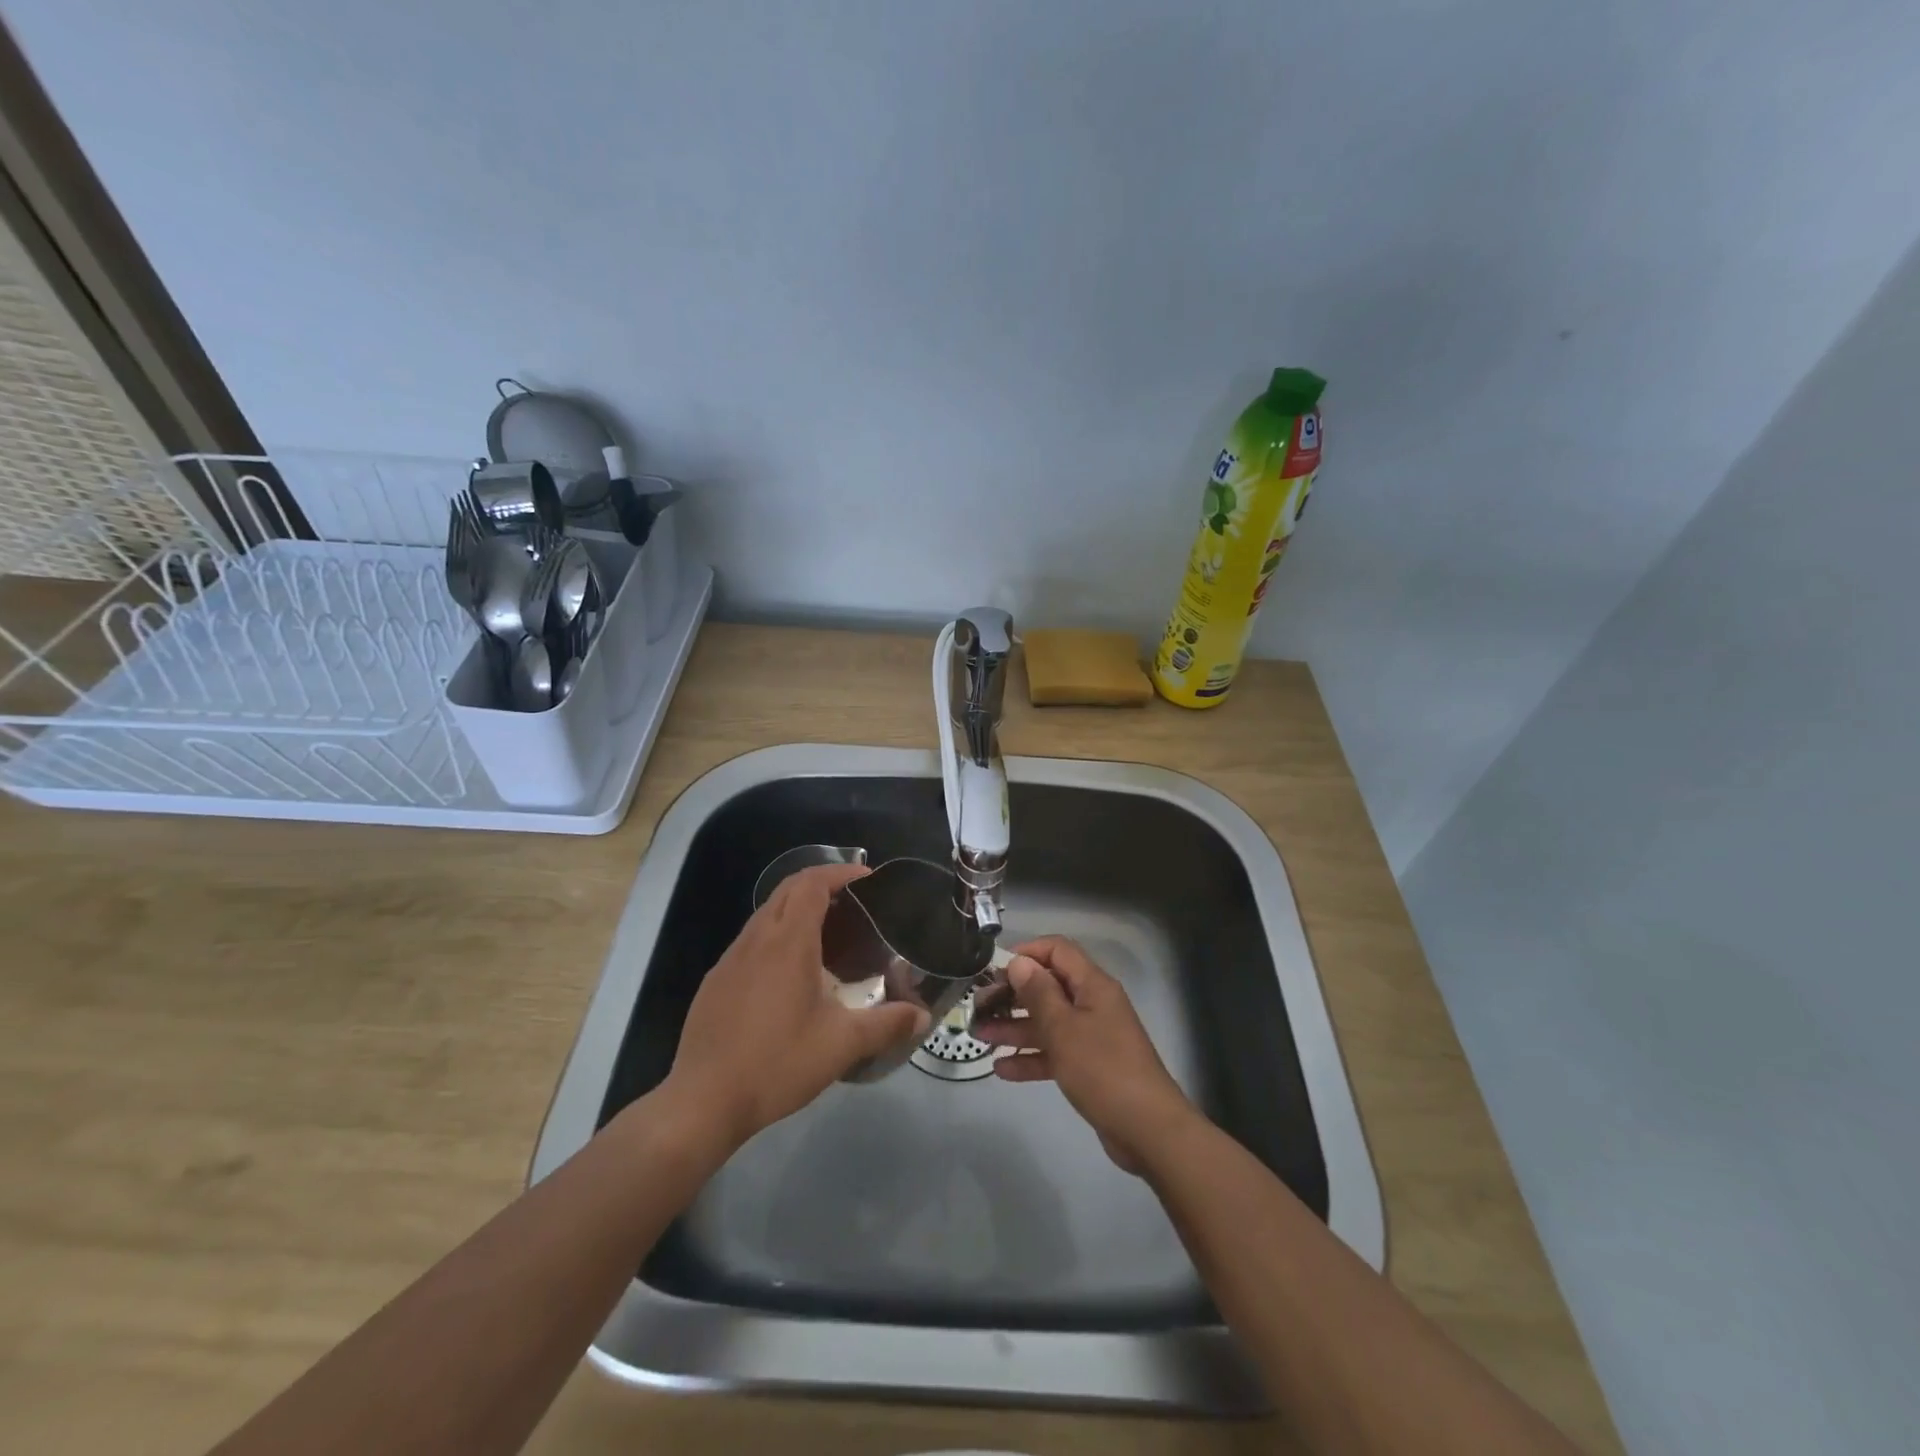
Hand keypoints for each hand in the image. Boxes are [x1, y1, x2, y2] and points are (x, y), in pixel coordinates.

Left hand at [661, 864, 930, 1149]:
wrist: (702, 1102)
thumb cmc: (776, 1064)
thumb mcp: (840, 1045)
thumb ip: (886, 1025)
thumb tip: (922, 1018)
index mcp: (788, 943)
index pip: (811, 883)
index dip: (840, 872)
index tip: (867, 878)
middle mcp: (756, 939)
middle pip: (787, 890)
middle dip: (821, 883)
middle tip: (854, 902)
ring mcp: (730, 959)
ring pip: (767, 914)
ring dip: (797, 909)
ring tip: (828, 934)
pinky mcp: (716, 981)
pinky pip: (751, 941)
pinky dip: (777, 936)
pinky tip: (790, 974)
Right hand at [972, 935, 1198, 1174]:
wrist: (1147, 1130)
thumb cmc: (1103, 1069)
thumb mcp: (1064, 1028)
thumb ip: (1038, 993)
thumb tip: (1019, 962)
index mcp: (1093, 985)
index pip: (1057, 951)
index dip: (1027, 953)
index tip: (995, 969)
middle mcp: (1093, 1004)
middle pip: (1048, 987)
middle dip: (1013, 994)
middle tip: (979, 1007)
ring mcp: (1092, 1036)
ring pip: (1047, 1022)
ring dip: (1015, 1027)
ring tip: (980, 1036)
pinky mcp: (1089, 1067)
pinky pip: (1054, 1053)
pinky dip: (1030, 1057)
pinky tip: (1001, 1069)